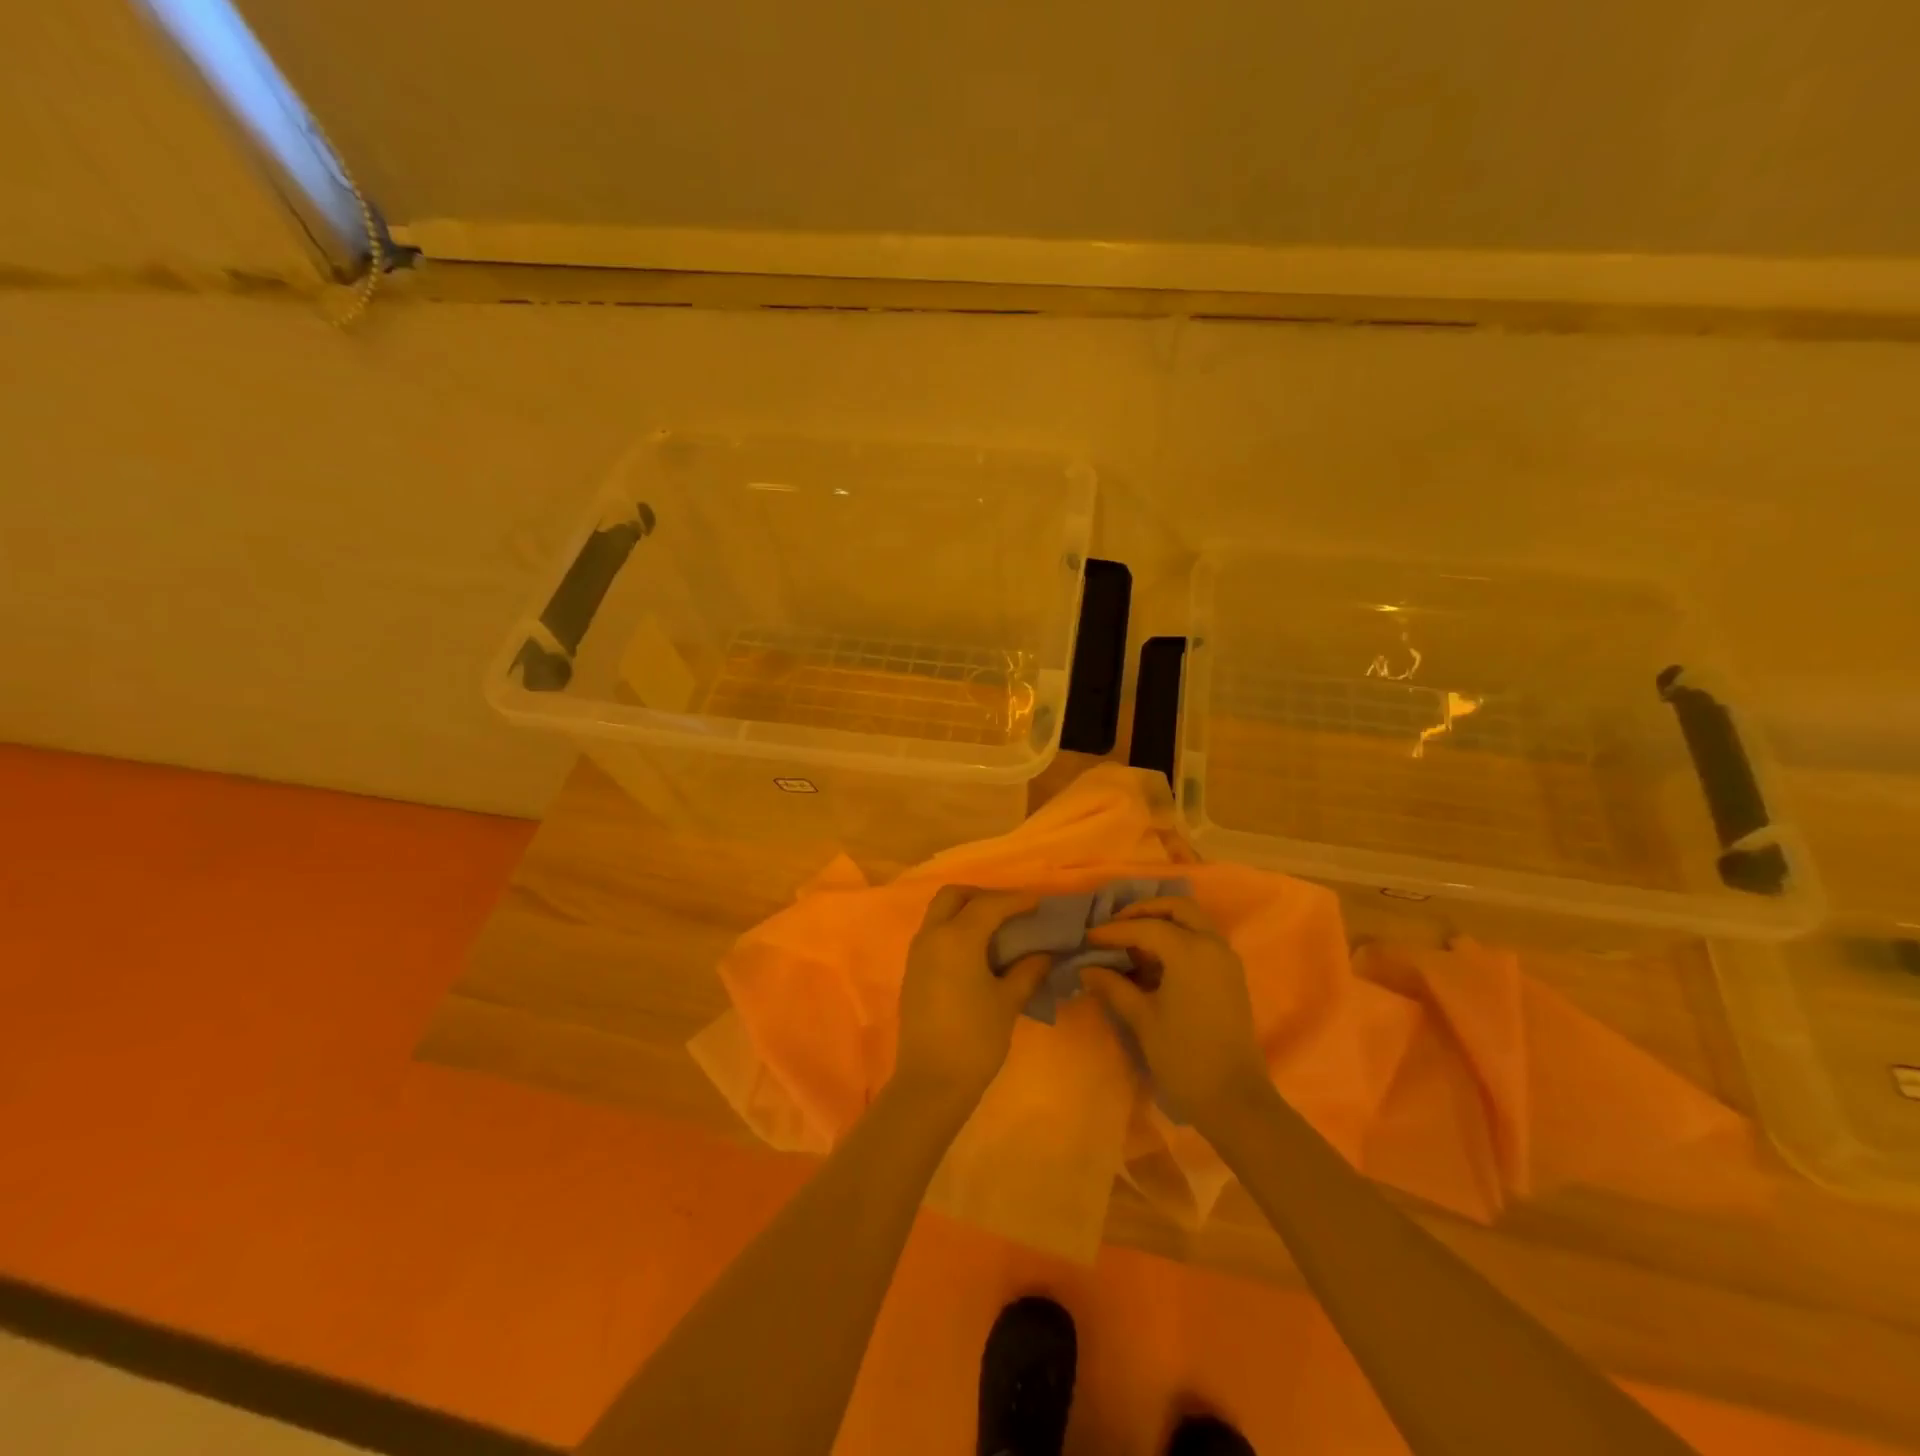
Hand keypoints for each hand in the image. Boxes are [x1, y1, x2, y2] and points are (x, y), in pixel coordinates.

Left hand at [892, 886, 1050, 1118]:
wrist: (931, 1082)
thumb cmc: (975, 1039)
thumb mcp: (1008, 1002)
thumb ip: (1027, 970)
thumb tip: (1043, 953)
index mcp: (957, 937)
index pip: (989, 904)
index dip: (1016, 900)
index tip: (1039, 903)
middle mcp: (932, 935)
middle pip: (954, 896)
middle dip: (982, 896)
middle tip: (1010, 911)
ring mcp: (917, 952)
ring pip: (939, 912)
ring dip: (966, 911)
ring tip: (996, 929)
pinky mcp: (912, 970)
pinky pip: (933, 933)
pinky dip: (954, 929)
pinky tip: (977, 951)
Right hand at [1079, 897, 1269, 1133]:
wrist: (1234, 1099)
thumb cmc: (1183, 1056)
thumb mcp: (1142, 1018)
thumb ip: (1113, 986)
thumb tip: (1087, 968)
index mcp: (1190, 950)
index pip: (1145, 927)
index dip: (1113, 931)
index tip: (1088, 938)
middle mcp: (1212, 945)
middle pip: (1177, 908)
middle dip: (1144, 911)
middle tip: (1116, 926)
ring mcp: (1226, 959)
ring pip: (1193, 921)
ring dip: (1163, 922)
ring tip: (1132, 942)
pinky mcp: (1231, 975)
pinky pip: (1202, 939)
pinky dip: (1178, 937)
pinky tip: (1154, 960)